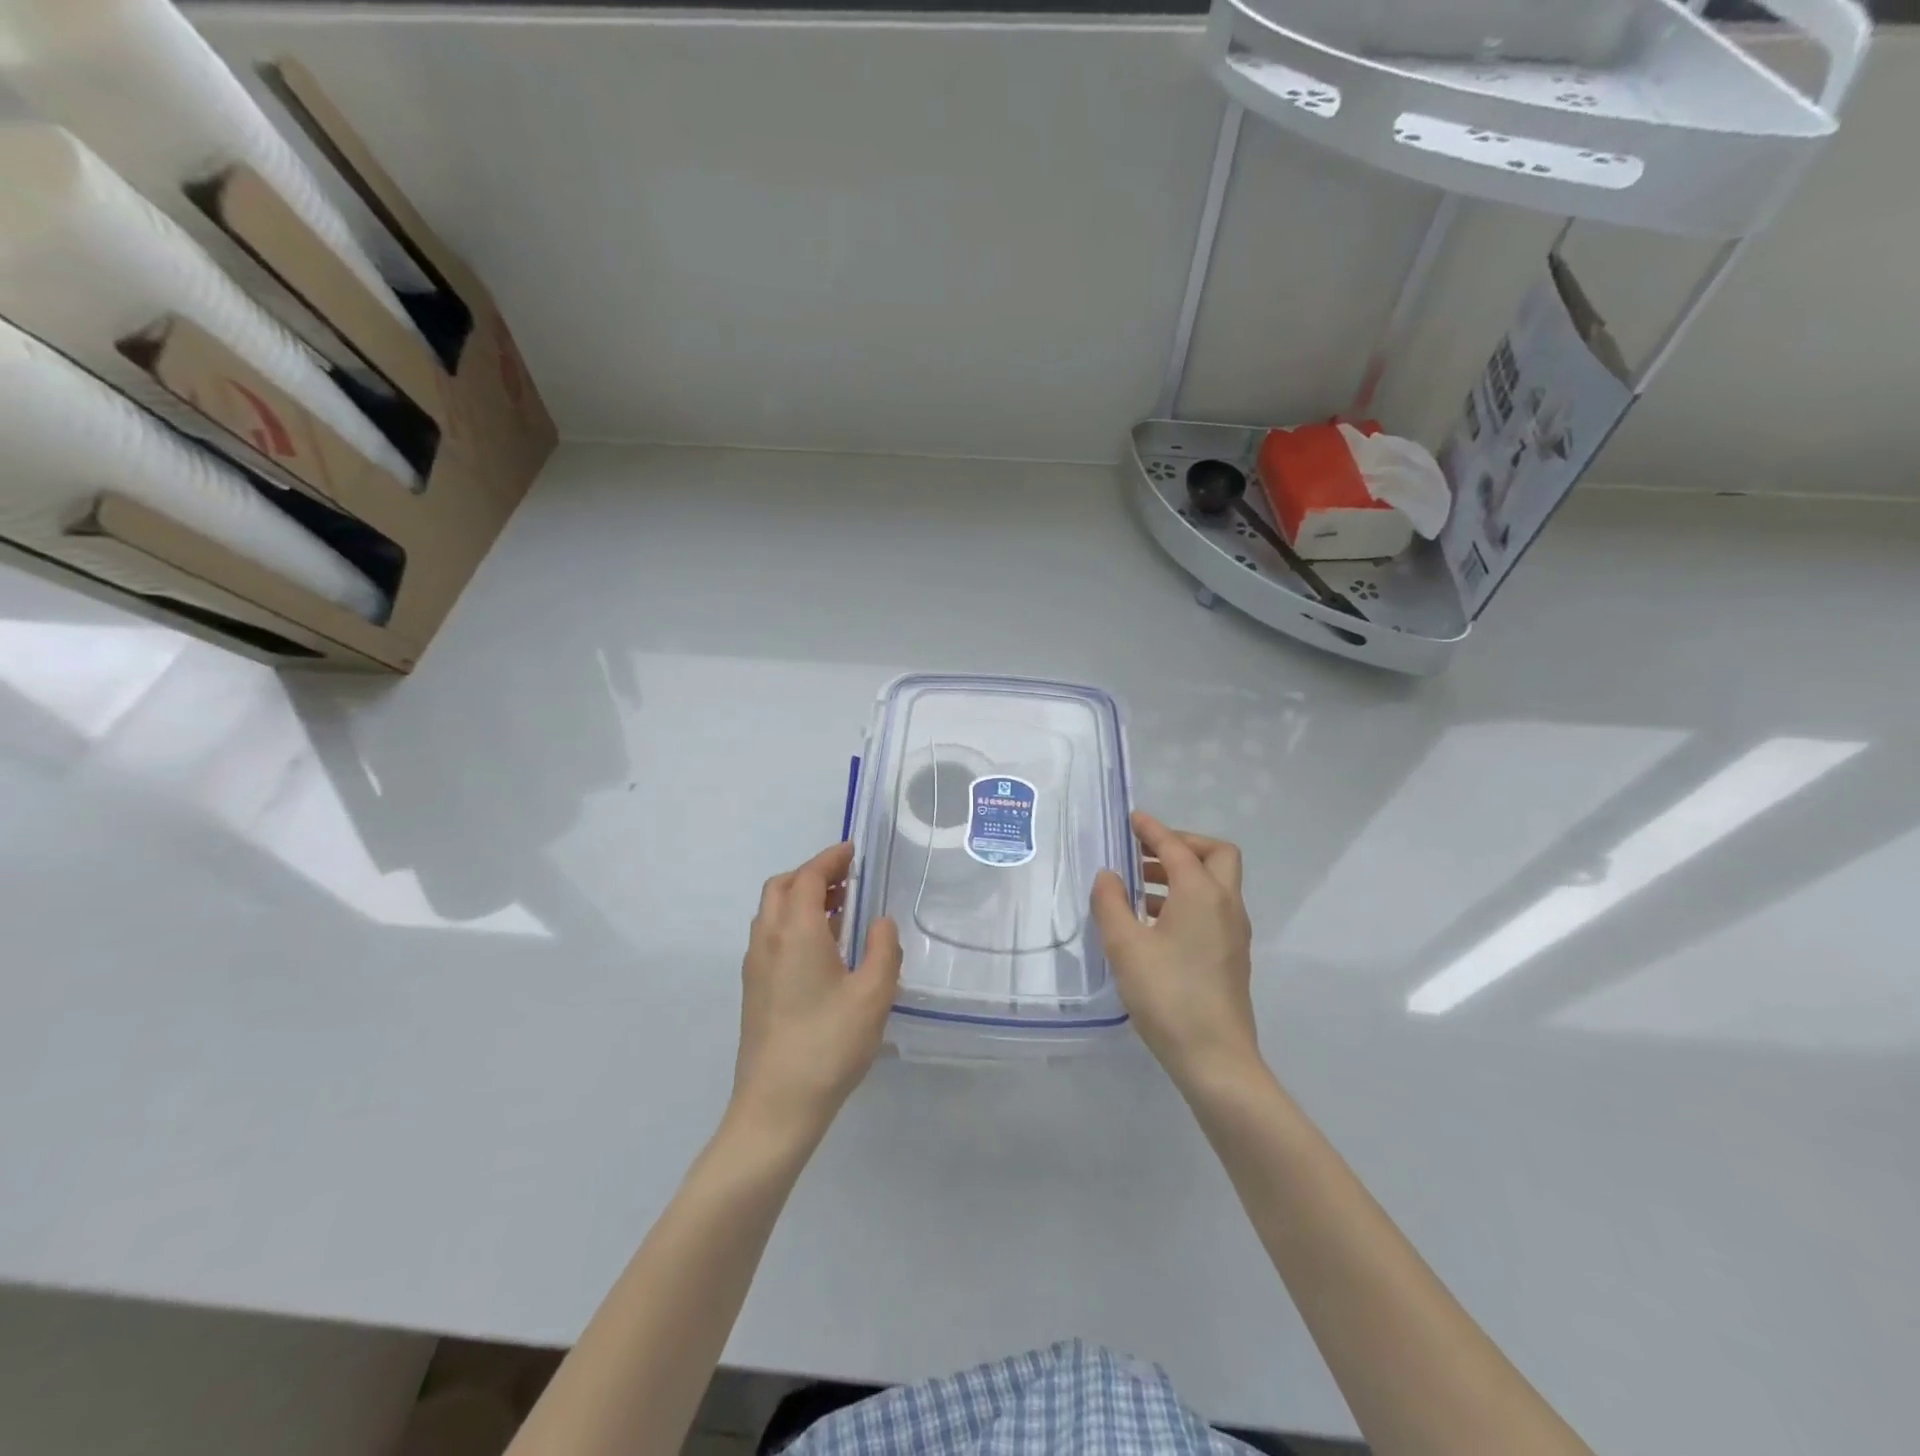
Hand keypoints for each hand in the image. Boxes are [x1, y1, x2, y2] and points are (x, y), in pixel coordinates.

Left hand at [732, 842, 901, 1142]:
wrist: (775, 1107)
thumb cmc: (828, 1045)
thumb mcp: (873, 995)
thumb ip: (884, 949)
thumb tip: (880, 922)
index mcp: (796, 933)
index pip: (808, 878)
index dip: (830, 859)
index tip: (852, 851)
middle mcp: (768, 940)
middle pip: (782, 888)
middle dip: (812, 874)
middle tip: (847, 880)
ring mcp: (756, 966)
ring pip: (772, 913)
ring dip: (801, 899)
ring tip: (840, 910)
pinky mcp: (754, 990)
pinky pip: (771, 936)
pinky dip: (794, 923)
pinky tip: (823, 949)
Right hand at [1092, 812, 1260, 1092]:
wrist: (1215, 1058)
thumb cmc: (1167, 995)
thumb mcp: (1125, 946)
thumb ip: (1111, 903)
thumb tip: (1108, 876)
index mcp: (1202, 893)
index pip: (1176, 847)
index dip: (1152, 829)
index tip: (1131, 819)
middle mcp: (1225, 904)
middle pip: (1215, 855)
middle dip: (1181, 845)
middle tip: (1145, 853)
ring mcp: (1234, 931)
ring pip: (1215, 883)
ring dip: (1181, 874)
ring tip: (1138, 888)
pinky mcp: (1232, 955)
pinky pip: (1212, 908)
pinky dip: (1186, 899)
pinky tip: (1153, 923)